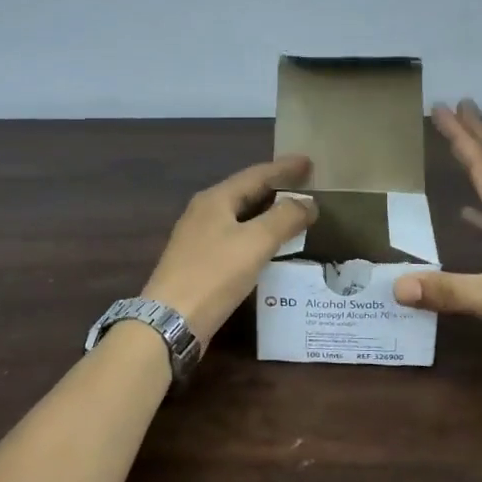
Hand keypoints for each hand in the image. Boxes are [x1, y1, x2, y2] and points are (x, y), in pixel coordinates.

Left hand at [140, 155, 317, 345]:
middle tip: (305, 186)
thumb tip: (308, 202)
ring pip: (240, 216)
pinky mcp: (200, 262)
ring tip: (293, 213)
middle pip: (245, 192)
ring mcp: (199, 238)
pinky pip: (235, 237)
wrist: (172, 319)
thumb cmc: (214, 274)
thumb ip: (284, 218)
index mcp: (215, 199)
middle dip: (276, 187)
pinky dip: (257, 234)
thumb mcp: (255, 242)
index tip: (309, 162)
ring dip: (267, 212)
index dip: (284, 168)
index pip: (256, 174)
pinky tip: (270, 246)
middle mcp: (204, 212)